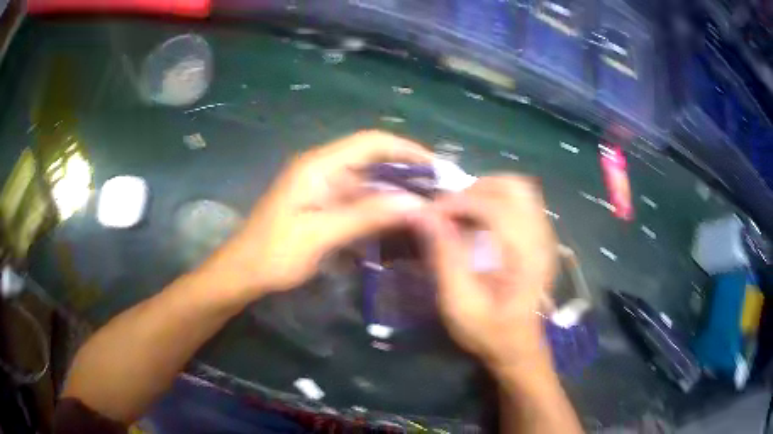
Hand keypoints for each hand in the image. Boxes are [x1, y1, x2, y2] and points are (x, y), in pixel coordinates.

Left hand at [201, 130, 431, 299]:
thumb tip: (414, 203)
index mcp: (319, 165)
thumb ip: (366, 216)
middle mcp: (323, 168)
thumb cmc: (275, 253)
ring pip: (367, 180)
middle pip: (372, 158)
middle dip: (406, 170)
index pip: (371, 142)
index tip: (435, 166)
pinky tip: (399, 220)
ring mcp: (322, 186)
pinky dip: (379, 207)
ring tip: (427, 205)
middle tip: (438, 189)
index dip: (405, 149)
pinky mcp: (322, 204)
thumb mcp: (320, 235)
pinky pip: (358, 199)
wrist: (243, 272)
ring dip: (395, 190)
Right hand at [412, 176, 557, 370]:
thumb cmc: (489, 332)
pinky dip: (497, 201)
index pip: (496, 206)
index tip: (432, 214)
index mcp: (526, 257)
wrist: (518, 348)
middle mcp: (541, 239)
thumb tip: (424, 215)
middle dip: (477, 188)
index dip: (460, 201)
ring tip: (462, 212)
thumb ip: (445, 256)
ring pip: (520, 189)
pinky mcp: (540, 239)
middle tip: (451, 208)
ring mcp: (545, 236)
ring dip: (487, 192)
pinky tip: (479, 222)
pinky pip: (522, 202)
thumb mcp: (460, 303)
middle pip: (515, 186)